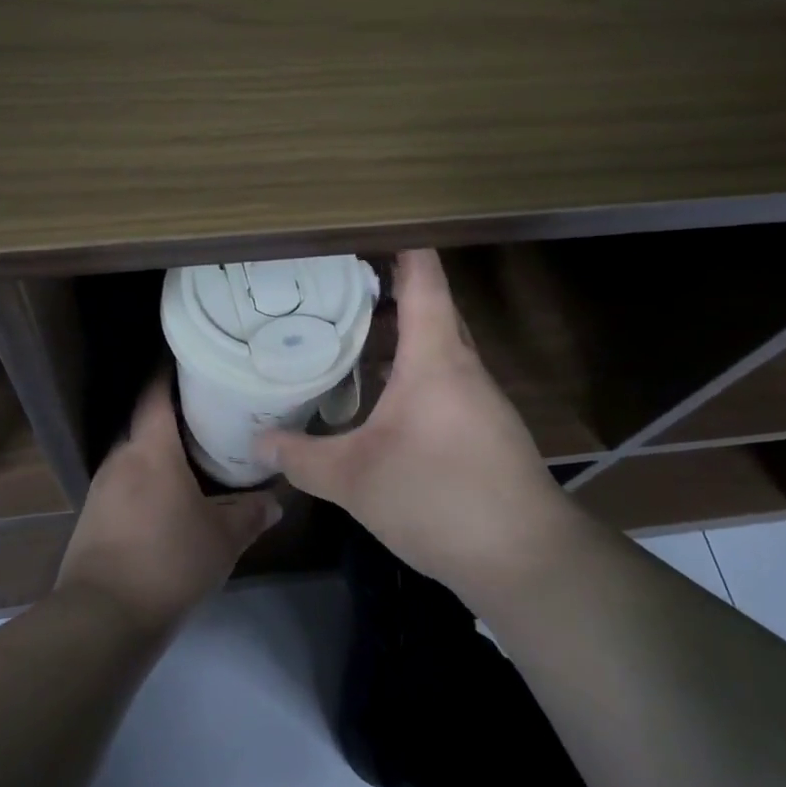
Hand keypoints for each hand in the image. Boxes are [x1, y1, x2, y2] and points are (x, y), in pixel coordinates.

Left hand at [57, 376, 281, 629]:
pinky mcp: (93, 516)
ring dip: (160, 452)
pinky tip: (168, 498)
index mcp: (150, 449)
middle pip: (146, 422)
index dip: (170, 372)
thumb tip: (275, 502)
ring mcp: (101, 487)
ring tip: (194, 455)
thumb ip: (250, 514)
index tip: (193, 361)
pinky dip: (146, 481)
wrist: (102, 617)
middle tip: (210, 413)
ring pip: (136, 455)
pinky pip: (125, 483)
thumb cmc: (169, 561)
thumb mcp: (222, 539)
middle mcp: (121, 457)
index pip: (155, 392)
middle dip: (174, 416)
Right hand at [255, 249, 561, 602]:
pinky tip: (378, 396)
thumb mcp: (354, 479)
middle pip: (429, 306)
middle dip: (385, 289)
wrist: (526, 559)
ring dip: (397, 334)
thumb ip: (302, 457)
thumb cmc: (439, 498)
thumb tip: (258, 442)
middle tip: (333, 284)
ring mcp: (478, 397)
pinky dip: (410, 371)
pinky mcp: (484, 427)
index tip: (361, 227)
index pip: (423, 277)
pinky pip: (443, 379)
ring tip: (346, 333)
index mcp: (435, 356)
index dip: (398, 242)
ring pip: (436, 346)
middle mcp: (462, 365)